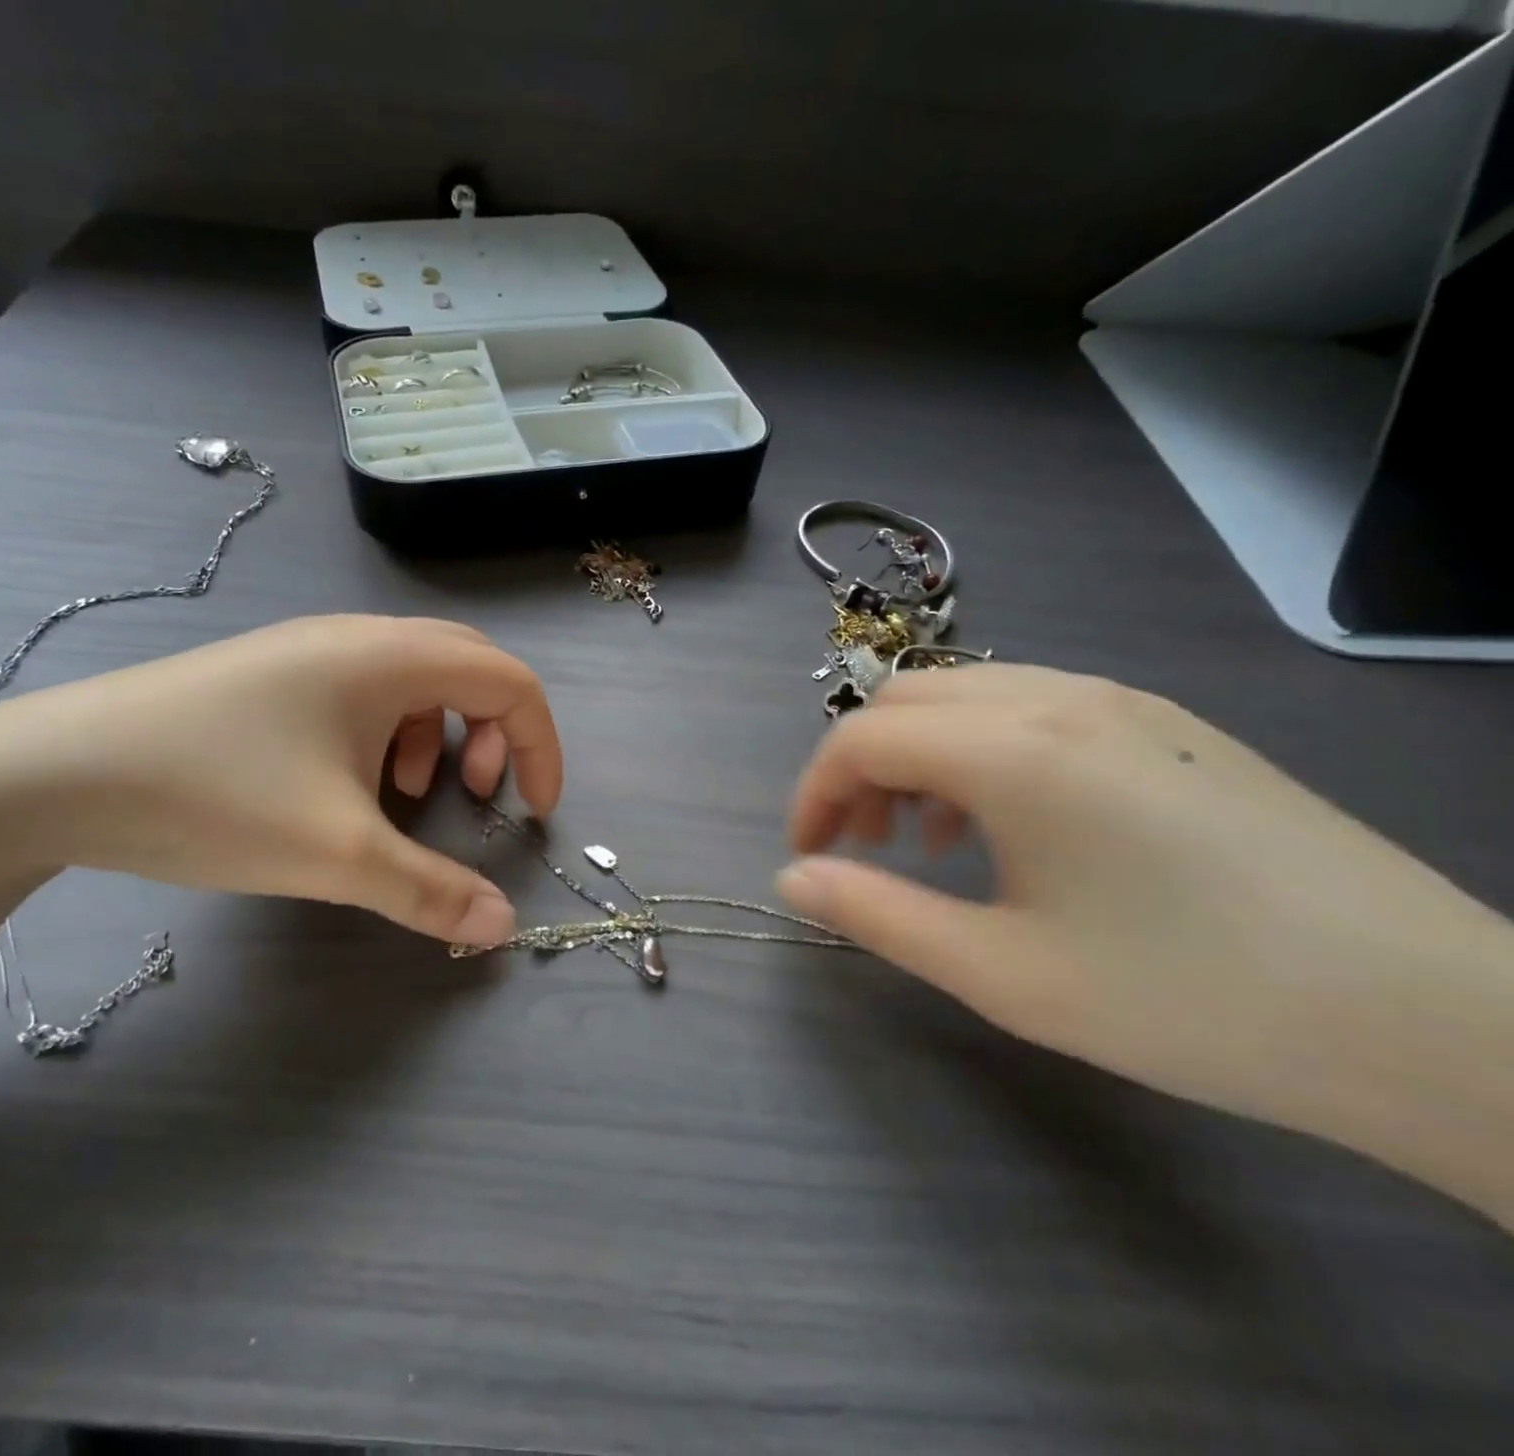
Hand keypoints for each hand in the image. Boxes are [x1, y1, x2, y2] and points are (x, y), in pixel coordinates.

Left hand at [0, 615, 560, 944]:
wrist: (52, 774)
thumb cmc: (214, 796)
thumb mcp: (337, 854)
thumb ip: (430, 891)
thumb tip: (502, 929)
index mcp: (389, 658)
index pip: (509, 681)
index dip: (540, 745)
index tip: (533, 812)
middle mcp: (358, 639)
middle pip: (469, 668)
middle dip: (494, 733)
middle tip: (474, 794)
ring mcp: (310, 652)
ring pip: (415, 679)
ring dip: (439, 732)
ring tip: (407, 793)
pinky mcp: (274, 676)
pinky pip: (364, 691)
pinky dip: (388, 733)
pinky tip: (347, 782)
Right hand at [776, 665, 1513, 1213]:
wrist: (1432, 1021)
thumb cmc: (1190, 999)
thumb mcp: (1003, 973)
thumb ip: (877, 915)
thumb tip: (791, 879)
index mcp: (1015, 751)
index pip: (863, 739)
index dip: (814, 794)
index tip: (809, 856)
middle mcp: (1059, 699)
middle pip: (905, 701)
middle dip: (858, 768)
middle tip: (861, 846)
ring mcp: (1120, 702)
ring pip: (964, 696)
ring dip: (916, 754)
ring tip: (928, 840)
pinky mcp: (1162, 723)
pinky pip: (1028, 707)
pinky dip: (978, 749)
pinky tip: (1008, 822)